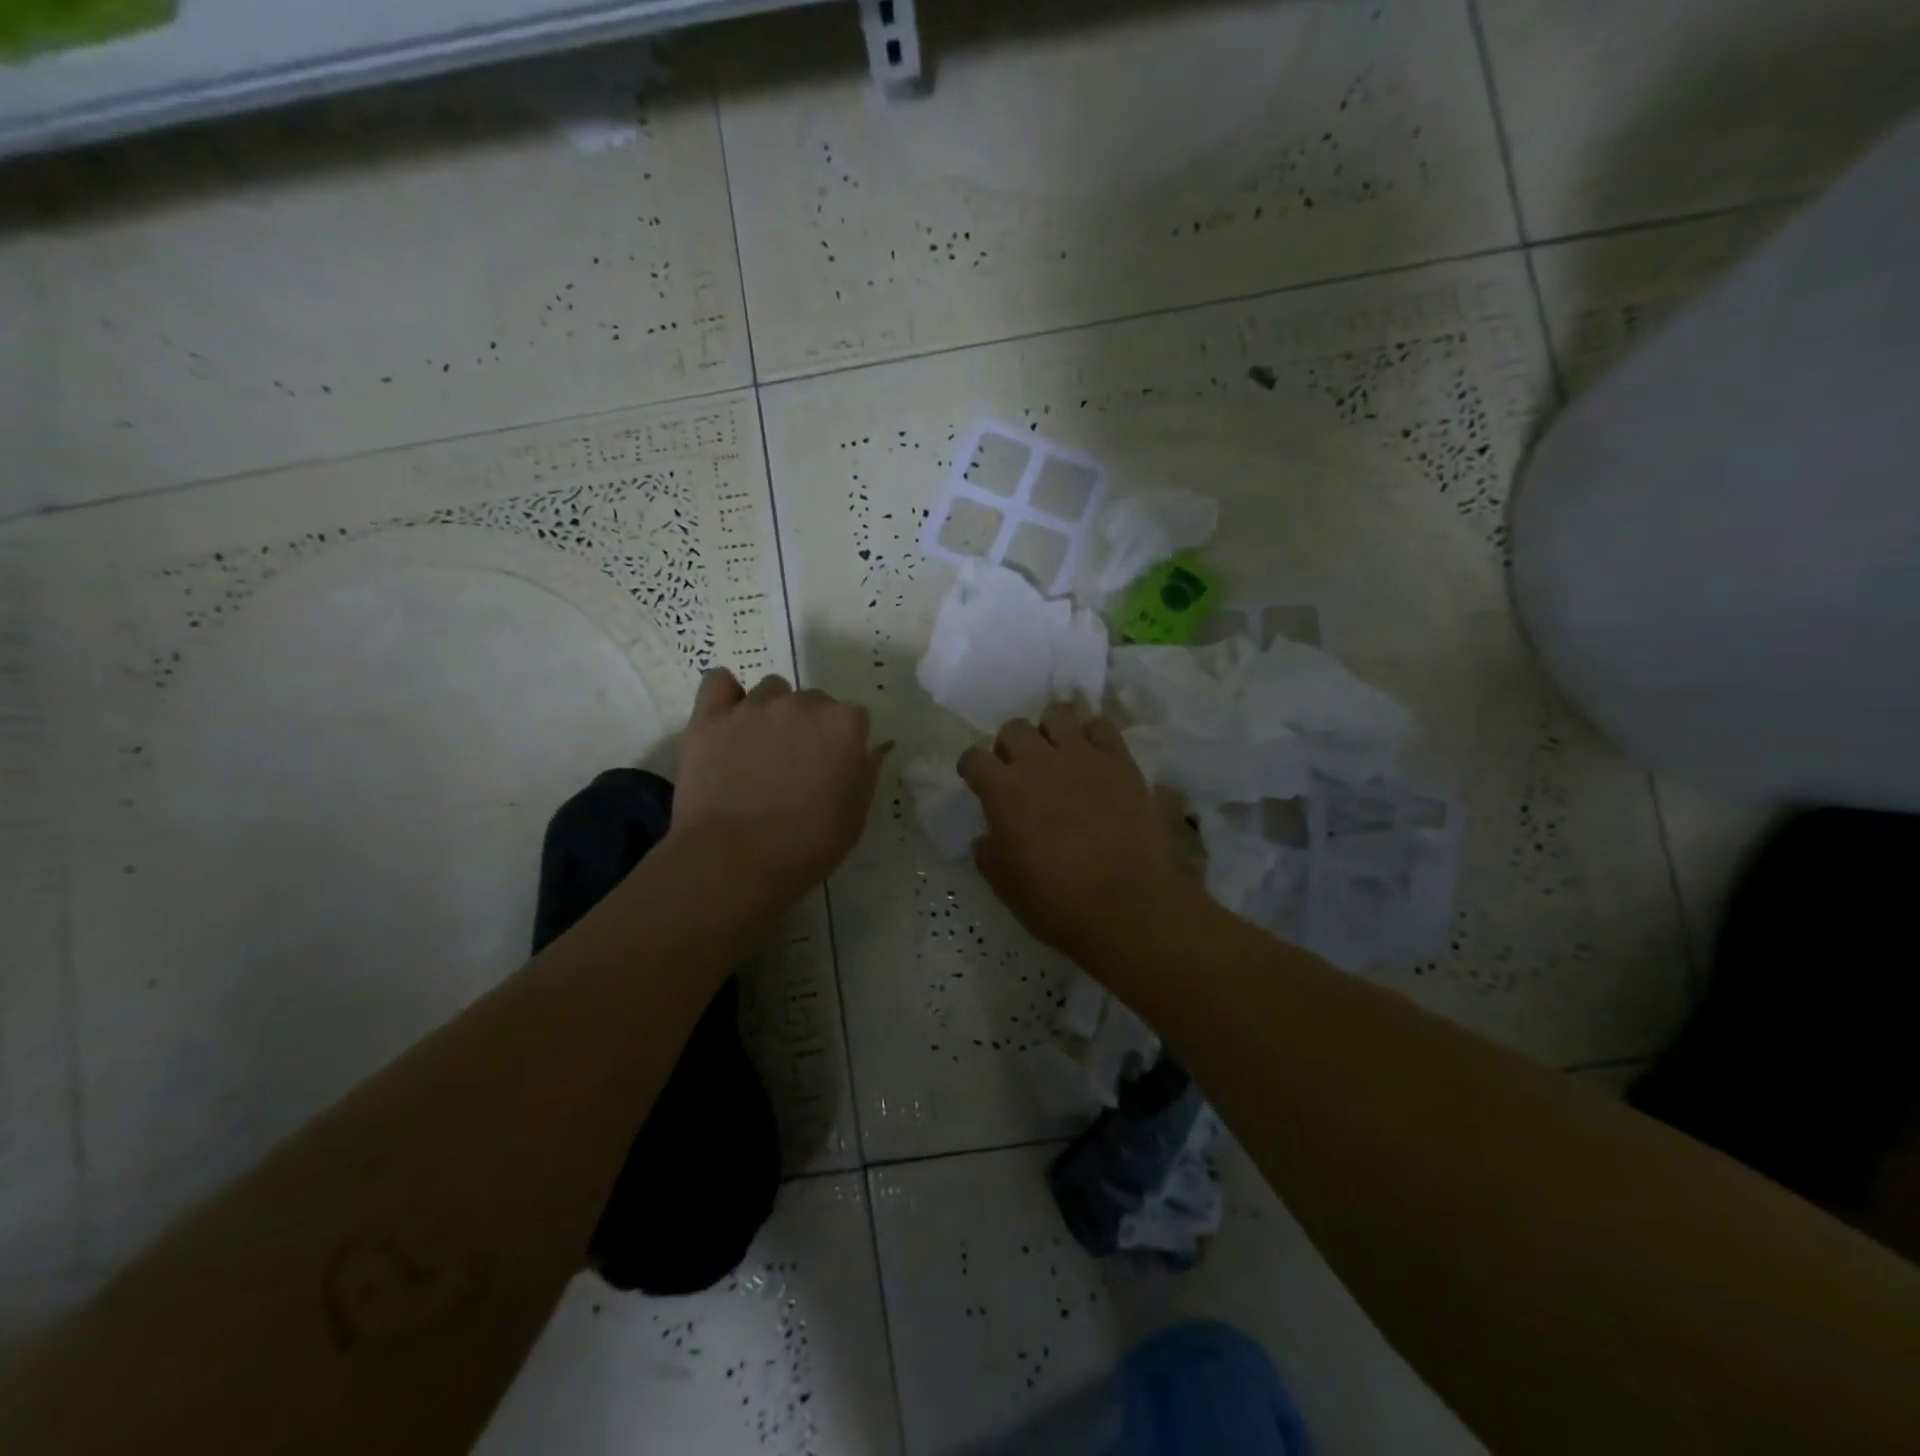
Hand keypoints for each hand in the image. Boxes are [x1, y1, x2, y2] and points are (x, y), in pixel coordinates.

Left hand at [669, 670, 887, 914]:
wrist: (734, 862)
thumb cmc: (805, 847)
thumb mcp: (854, 817)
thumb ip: (866, 772)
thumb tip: (874, 747)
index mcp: (844, 726)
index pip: (854, 718)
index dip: (844, 743)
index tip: (834, 768)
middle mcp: (802, 705)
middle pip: (813, 701)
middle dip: (810, 726)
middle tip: (796, 765)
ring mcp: (754, 707)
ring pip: (771, 691)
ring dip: (772, 712)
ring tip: (759, 749)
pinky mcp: (710, 717)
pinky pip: (718, 681)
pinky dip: (725, 694)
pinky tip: (727, 719)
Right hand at [959, 703, 1190, 962]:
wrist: (1126, 905)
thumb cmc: (1057, 902)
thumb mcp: (1005, 885)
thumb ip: (988, 852)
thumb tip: (988, 836)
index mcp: (1003, 791)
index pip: (973, 757)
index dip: (973, 768)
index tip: (979, 782)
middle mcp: (1038, 762)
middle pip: (1013, 728)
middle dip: (1011, 746)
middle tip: (1021, 770)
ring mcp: (1082, 756)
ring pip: (1057, 714)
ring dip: (1050, 731)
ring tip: (1058, 754)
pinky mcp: (1119, 760)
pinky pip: (1101, 726)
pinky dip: (1093, 736)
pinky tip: (1094, 758)